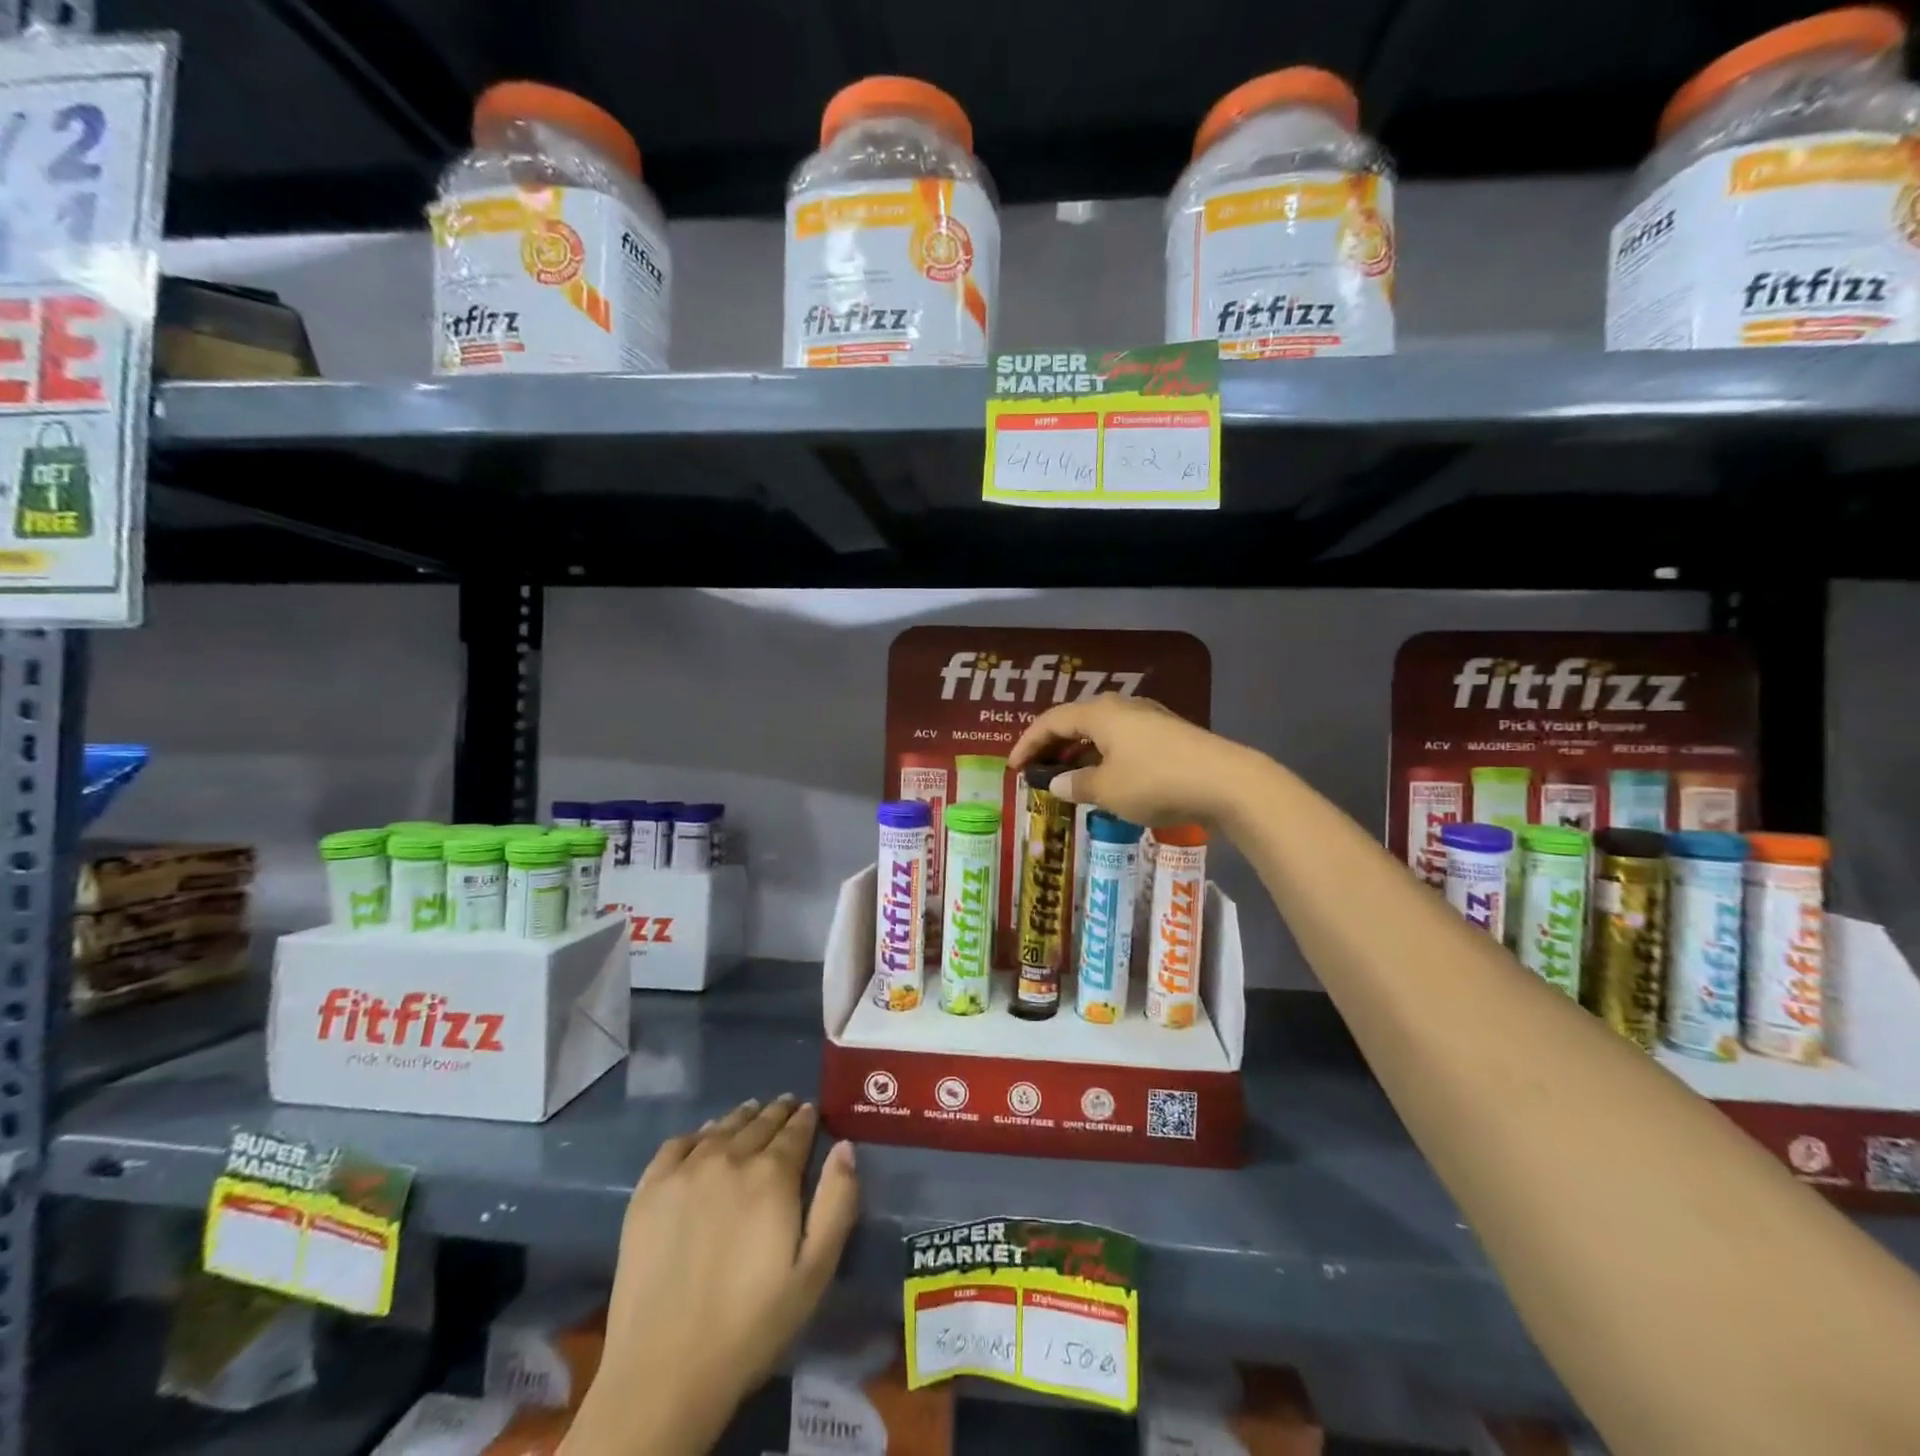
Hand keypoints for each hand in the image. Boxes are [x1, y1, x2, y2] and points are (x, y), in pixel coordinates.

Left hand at [564, 1098, 858, 1455]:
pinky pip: (678, 1143)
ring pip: (721, 1127)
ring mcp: (684, 1171)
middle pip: (759, 1123)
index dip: (806, 1118)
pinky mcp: (648, 1191)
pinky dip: (698, 1133)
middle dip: (777, 1112)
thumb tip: (845, 1147)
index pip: (795, 1131)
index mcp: (772, 1175)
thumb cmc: (751, 1326)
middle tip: (786, 1105)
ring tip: (752, 1112)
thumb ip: (837, 1202)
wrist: (664, 1373)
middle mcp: (729, 1158)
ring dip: (742, 1117)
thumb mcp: (815, 1272)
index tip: (810, 1110)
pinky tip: (704, 1138)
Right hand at [1008, 694, 1257, 827]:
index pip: (1052, 721)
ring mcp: (1149, 720)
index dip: (1028, 742)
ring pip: (1101, 731)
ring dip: (1079, 752)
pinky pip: (1122, 741)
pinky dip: (1104, 757)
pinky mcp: (1169, 736)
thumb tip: (1057, 783)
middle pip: (1076, 721)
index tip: (1012, 766)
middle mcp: (1123, 708)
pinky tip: (1106, 779)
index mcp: (1101, 714)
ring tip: (1067, 776)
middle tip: (1036, 769)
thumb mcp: (1108, 790)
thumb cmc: (1156, 782)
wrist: (1227, 783)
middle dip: (1053, 744)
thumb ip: (1077, 785)